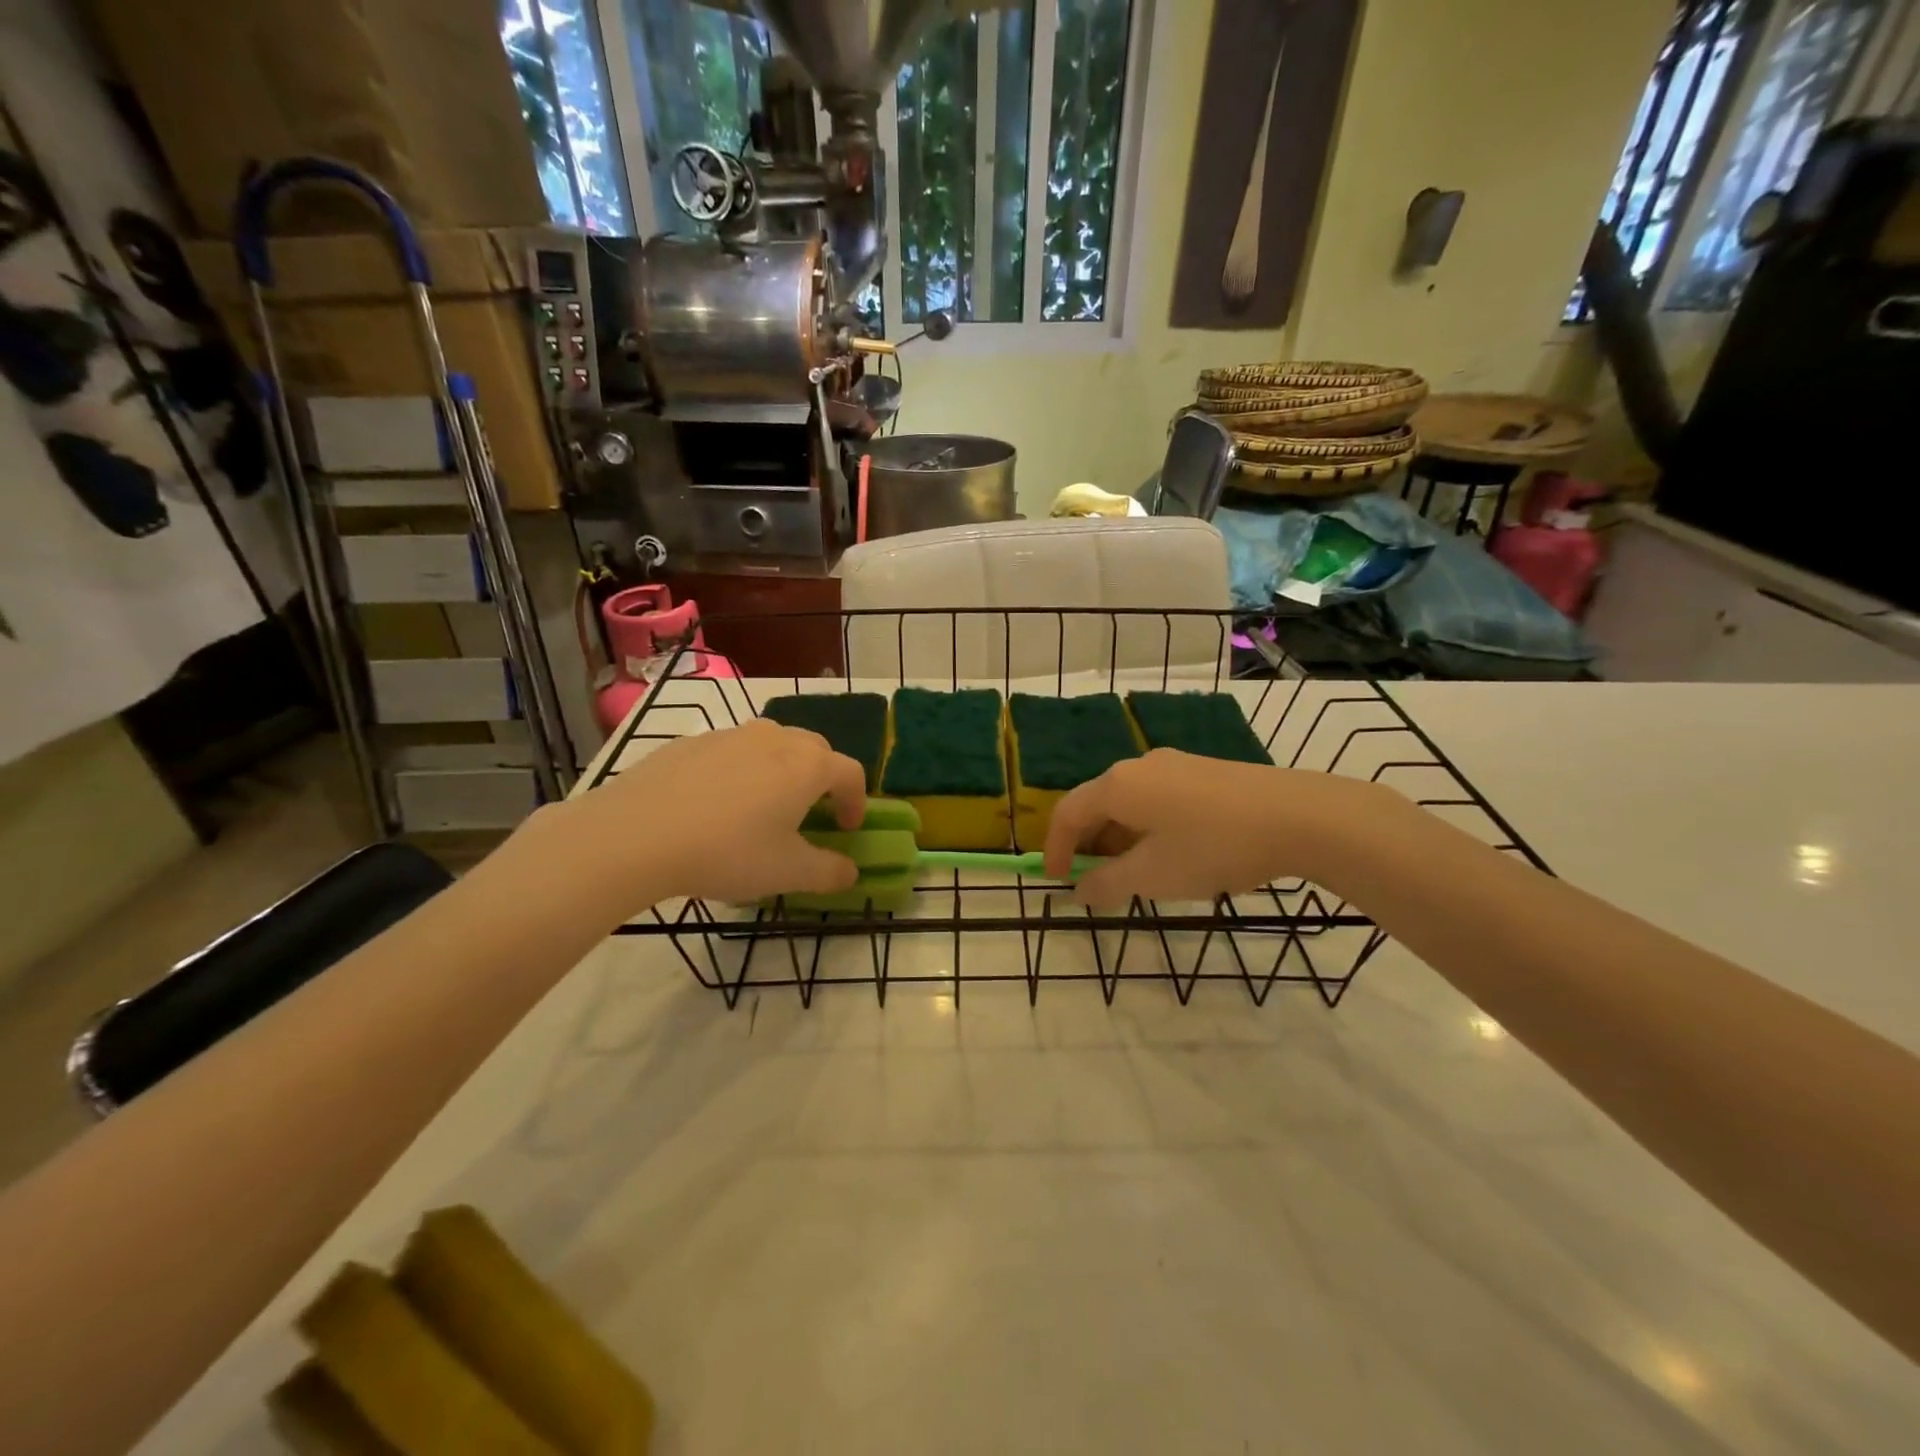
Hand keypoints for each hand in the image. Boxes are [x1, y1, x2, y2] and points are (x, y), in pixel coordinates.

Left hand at [566, 719, 867, 905]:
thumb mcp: (787, 873)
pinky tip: (713, 806)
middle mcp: (774, 738)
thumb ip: (829, 872)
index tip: (846, 829)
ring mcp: (729, 735)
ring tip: (762, 806)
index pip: (850, 772)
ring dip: (780, 770)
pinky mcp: (690, 742)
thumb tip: (851, 872)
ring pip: (770, 745)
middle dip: (821, 778)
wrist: (636, 835)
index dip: (856, 801)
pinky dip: (737, 771)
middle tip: (810, 812)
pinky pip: (729, 752)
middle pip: (814, 749)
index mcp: (808, 765)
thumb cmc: (727, 852)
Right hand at [1042, 749, 1372, 906]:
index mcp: (1118, 786)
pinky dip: (1147, 828)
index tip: (1057, 882)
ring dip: (1119, 839)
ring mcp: (1174, 765)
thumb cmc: (1213, 847)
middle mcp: (1139, 766)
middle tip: (1094, 882)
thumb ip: (1108, 884)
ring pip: (1130, 803)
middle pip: (1097, 804)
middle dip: (1089, 845)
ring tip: (1133, 874)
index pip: (1068, 813)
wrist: (1300, 817)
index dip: (1056, 849)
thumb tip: (1081, 890)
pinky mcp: (1204, 772)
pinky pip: (1157, 799)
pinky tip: (1170, 854)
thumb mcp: (1154, 875)